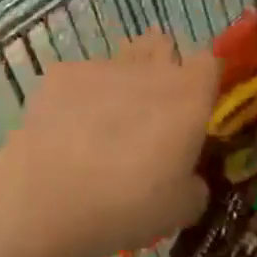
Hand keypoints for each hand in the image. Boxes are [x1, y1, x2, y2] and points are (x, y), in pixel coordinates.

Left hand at [0, 32, 217, 256]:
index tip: (196, 108)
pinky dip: (78, 97)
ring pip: (122, 56)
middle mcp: (151, 69)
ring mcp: (104, 66)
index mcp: (189, 95)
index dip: (204, 81)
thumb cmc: (128, 205)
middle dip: (161, 66)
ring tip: (106, 120)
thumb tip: (189, 180)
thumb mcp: (180, 210)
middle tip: (152, 110)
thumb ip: (194, 186)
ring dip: (122, 79)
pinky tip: (65, 131)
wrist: (48, 198)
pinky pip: (79, 76)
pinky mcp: (62, 73)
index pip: (209, 63)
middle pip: (164, 45)